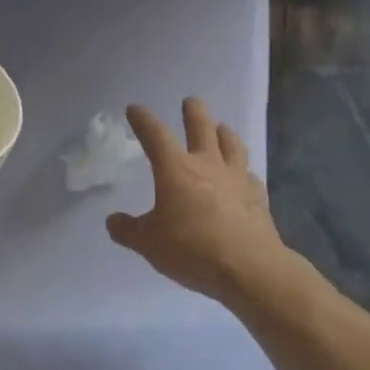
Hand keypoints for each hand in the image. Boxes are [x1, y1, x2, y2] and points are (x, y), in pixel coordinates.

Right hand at [106, 98, 285, 304]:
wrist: (249, 268)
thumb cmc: (191, 249)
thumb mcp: (148, 243)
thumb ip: (128, 230)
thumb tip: (112, 220)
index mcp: (176, 170)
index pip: (155, 135)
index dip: (143, 120)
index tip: (135, 109)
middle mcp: (207, 165)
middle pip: (202, 128)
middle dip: (194, 112)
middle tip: (190, 102)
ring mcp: (237, 179)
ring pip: (232, 145)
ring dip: (225, 133)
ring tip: (222, 127)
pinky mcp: (257, 198)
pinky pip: (250, 175)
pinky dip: (243, 171)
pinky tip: (244, 175)